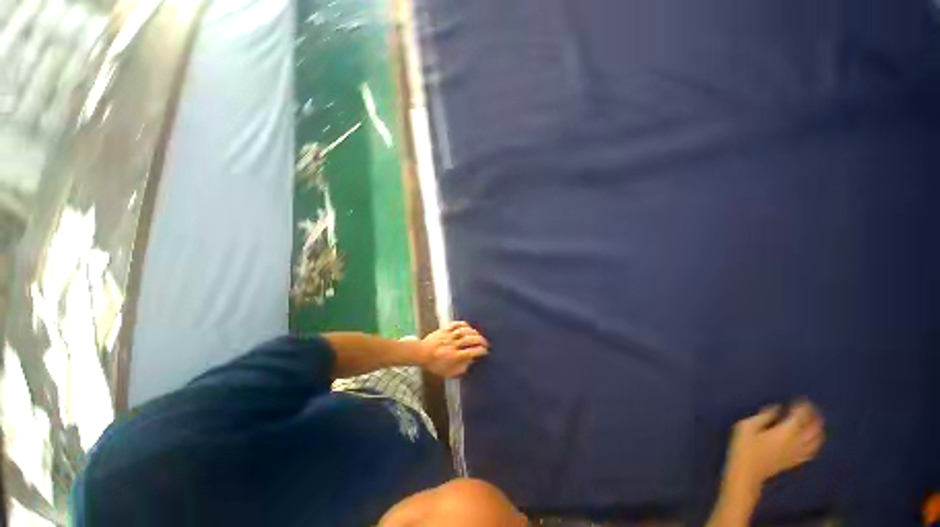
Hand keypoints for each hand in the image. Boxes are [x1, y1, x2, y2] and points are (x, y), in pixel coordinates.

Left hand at [420, 321, 488, 377]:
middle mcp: (453, 345)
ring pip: (464, 331)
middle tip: (485, 343)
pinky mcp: (445, 329)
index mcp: (454, 356)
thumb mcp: (448, 373)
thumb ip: (461, 368)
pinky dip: (463, 324)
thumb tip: (471, 362)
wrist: (421, 353)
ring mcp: (449, 336)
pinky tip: (468, 327)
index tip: (486, 351)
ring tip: (478, 335)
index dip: (481, 351)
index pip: (472, 352)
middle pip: (470, 340)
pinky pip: (456, 324)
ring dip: (474, 332)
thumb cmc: (435, 364)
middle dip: (481, 340)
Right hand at [725, 401, 824, 487]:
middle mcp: (796, 441)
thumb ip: (763, 416)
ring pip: (816, 440)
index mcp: (785, 431)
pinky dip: (816, 443)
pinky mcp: (796, 460)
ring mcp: (798, 452)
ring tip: (817, 421)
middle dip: (814, 416)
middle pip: (812, 427)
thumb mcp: (747, 426)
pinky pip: (812, 451)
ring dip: (818, 429)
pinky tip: (815, 440)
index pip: (800, 416)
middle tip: (813, 407)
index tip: (802, 399)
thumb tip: (776, 407)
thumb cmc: (744, 447)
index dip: (803, 406)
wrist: (747, 473)